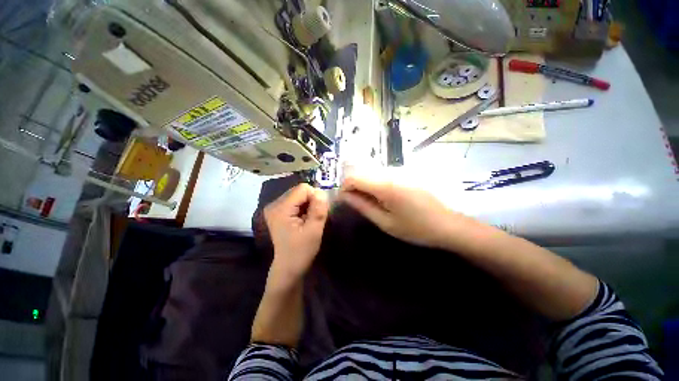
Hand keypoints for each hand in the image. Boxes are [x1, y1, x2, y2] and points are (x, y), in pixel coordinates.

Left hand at [264, 184, 328, 283]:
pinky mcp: (278, 211)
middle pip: (300, 190)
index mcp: (281, 208)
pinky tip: (305, 219)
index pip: (303, 189)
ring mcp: (275, 207)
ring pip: (299, 195)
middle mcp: (274, 204)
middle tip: (315, 216)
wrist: (288, 267)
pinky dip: (304, 207)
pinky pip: (296, 201)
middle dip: (312, 200)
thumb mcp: (314, 231)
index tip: (319, 212)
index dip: (315, 197)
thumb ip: (318, 210)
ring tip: (310, 219)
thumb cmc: (301, 251)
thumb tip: (322, 193)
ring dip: (309, 204)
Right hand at [339, 173, 465, 248]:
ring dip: (363, 184)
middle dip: (353, 186)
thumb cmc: (416, 228)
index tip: (344, 201)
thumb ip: (363, 206)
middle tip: (356, 203)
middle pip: (361, 172)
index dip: (344, 188)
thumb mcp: (385, 222)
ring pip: (370, 172)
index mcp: (385, 186)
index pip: (353, 177)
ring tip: (369, 202)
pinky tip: (381, 196)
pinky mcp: (405, 172)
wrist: (448, 224)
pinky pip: (381, 173)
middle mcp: (391, 172)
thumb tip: (344, 196)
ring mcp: (399, 170)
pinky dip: (374, 183)